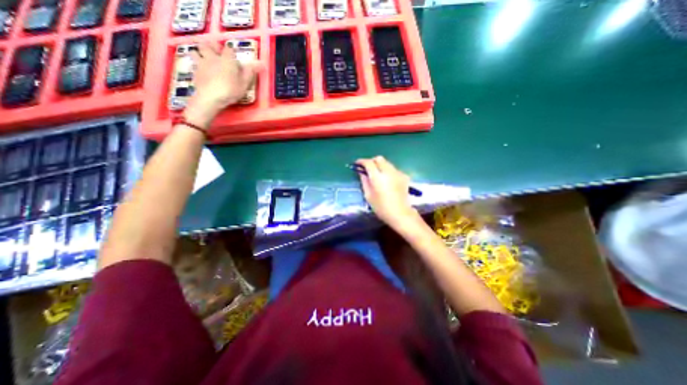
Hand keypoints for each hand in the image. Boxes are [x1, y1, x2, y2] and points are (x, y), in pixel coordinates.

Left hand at [183, 42, 260, 128]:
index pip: (229, 49)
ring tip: (204, 59)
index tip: (234, 58)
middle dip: (212, 47)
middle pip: (208, 45)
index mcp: (227, 59)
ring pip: (196, 51)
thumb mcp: (245, 83)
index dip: (231, 52)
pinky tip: (200, 70)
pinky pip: (193, 64)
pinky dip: (195, 65)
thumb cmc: (231, 90)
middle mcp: (213, 57)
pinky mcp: (194, 72)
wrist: (211, 97)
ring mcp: (201, 63)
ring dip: (200, 53)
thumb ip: (250, 72)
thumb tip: (261, 63)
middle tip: (216, 53)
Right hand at [357, 156, 420, 229]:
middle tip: (367, 168)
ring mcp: (398, 173)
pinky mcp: (404, 176)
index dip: (362, 161)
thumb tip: (361, 172)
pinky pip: (393, 169)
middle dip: (372, 161)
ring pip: (387, 163)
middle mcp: (388, 172)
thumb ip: (364, 181)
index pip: (369, 163)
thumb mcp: (368, 196)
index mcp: (378, 178)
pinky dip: (388, 171)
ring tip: (377, 175)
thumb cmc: (381, 207)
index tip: (357, 163)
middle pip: (379, 159)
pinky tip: (387, 180)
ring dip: (380, 165)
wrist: (400, 214)